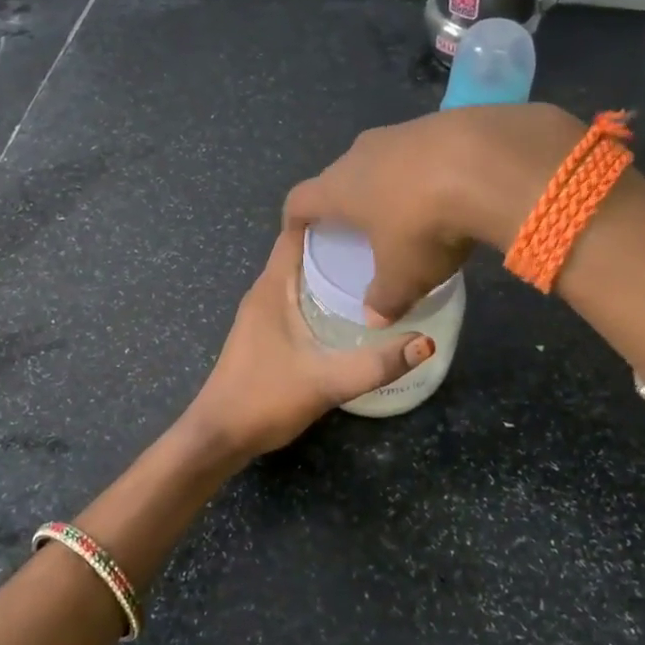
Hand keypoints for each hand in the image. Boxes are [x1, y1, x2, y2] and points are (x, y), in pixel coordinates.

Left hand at [186, 228, 433, 459]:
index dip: (327, 215)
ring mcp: (261, 312)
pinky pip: (295, 295)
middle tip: (383, 238)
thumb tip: (426, 343)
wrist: (218, 436)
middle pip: (301, 250)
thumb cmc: (265, 399)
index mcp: (272, 287)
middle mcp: (264, 291)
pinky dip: (320, 290)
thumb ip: (376, 364)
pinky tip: (349, 305)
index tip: (367, 208)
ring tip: (374, 265)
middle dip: (338, 240)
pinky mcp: (264, 332)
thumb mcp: (326, 381)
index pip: (295, 232)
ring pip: (298, 274)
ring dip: (329, 267)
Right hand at [283, 103, 583, 323]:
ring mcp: (400, 132)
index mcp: (339, 188)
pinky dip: (425, 170)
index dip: (295, 219)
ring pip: (381, 160)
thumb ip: (384, 299)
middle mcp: (360, 153)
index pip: (300, 200)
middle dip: (345, 201)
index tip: (299, 234)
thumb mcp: (404, 275)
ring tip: (406, 209)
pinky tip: (448, 189)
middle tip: (358, 227)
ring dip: (387, 183)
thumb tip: (374, 320)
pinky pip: (420, 150)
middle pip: (340, 176)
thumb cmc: (424, 224)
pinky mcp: (439, 122)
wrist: (486, 162)